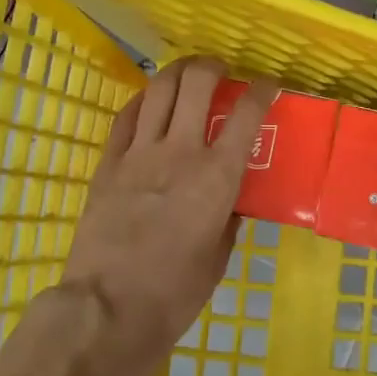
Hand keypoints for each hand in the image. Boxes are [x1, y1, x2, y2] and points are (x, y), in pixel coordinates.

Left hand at [59, 57, 276, 375]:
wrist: (109, 307)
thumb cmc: (175, 292)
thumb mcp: (219, 256)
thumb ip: (228, 217)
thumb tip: (229, 199)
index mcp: (217, 176)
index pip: (247, 114)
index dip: (262, 90)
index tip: (268, 84)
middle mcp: (181, 151)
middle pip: (197, 84)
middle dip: (213, 67)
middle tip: (221, 72)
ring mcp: (140, 153)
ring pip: (159, 89)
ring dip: (177, 72)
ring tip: (187, 73)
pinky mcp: (108, 163)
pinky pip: (126, 117)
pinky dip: (142, 100)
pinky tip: (149, 100)